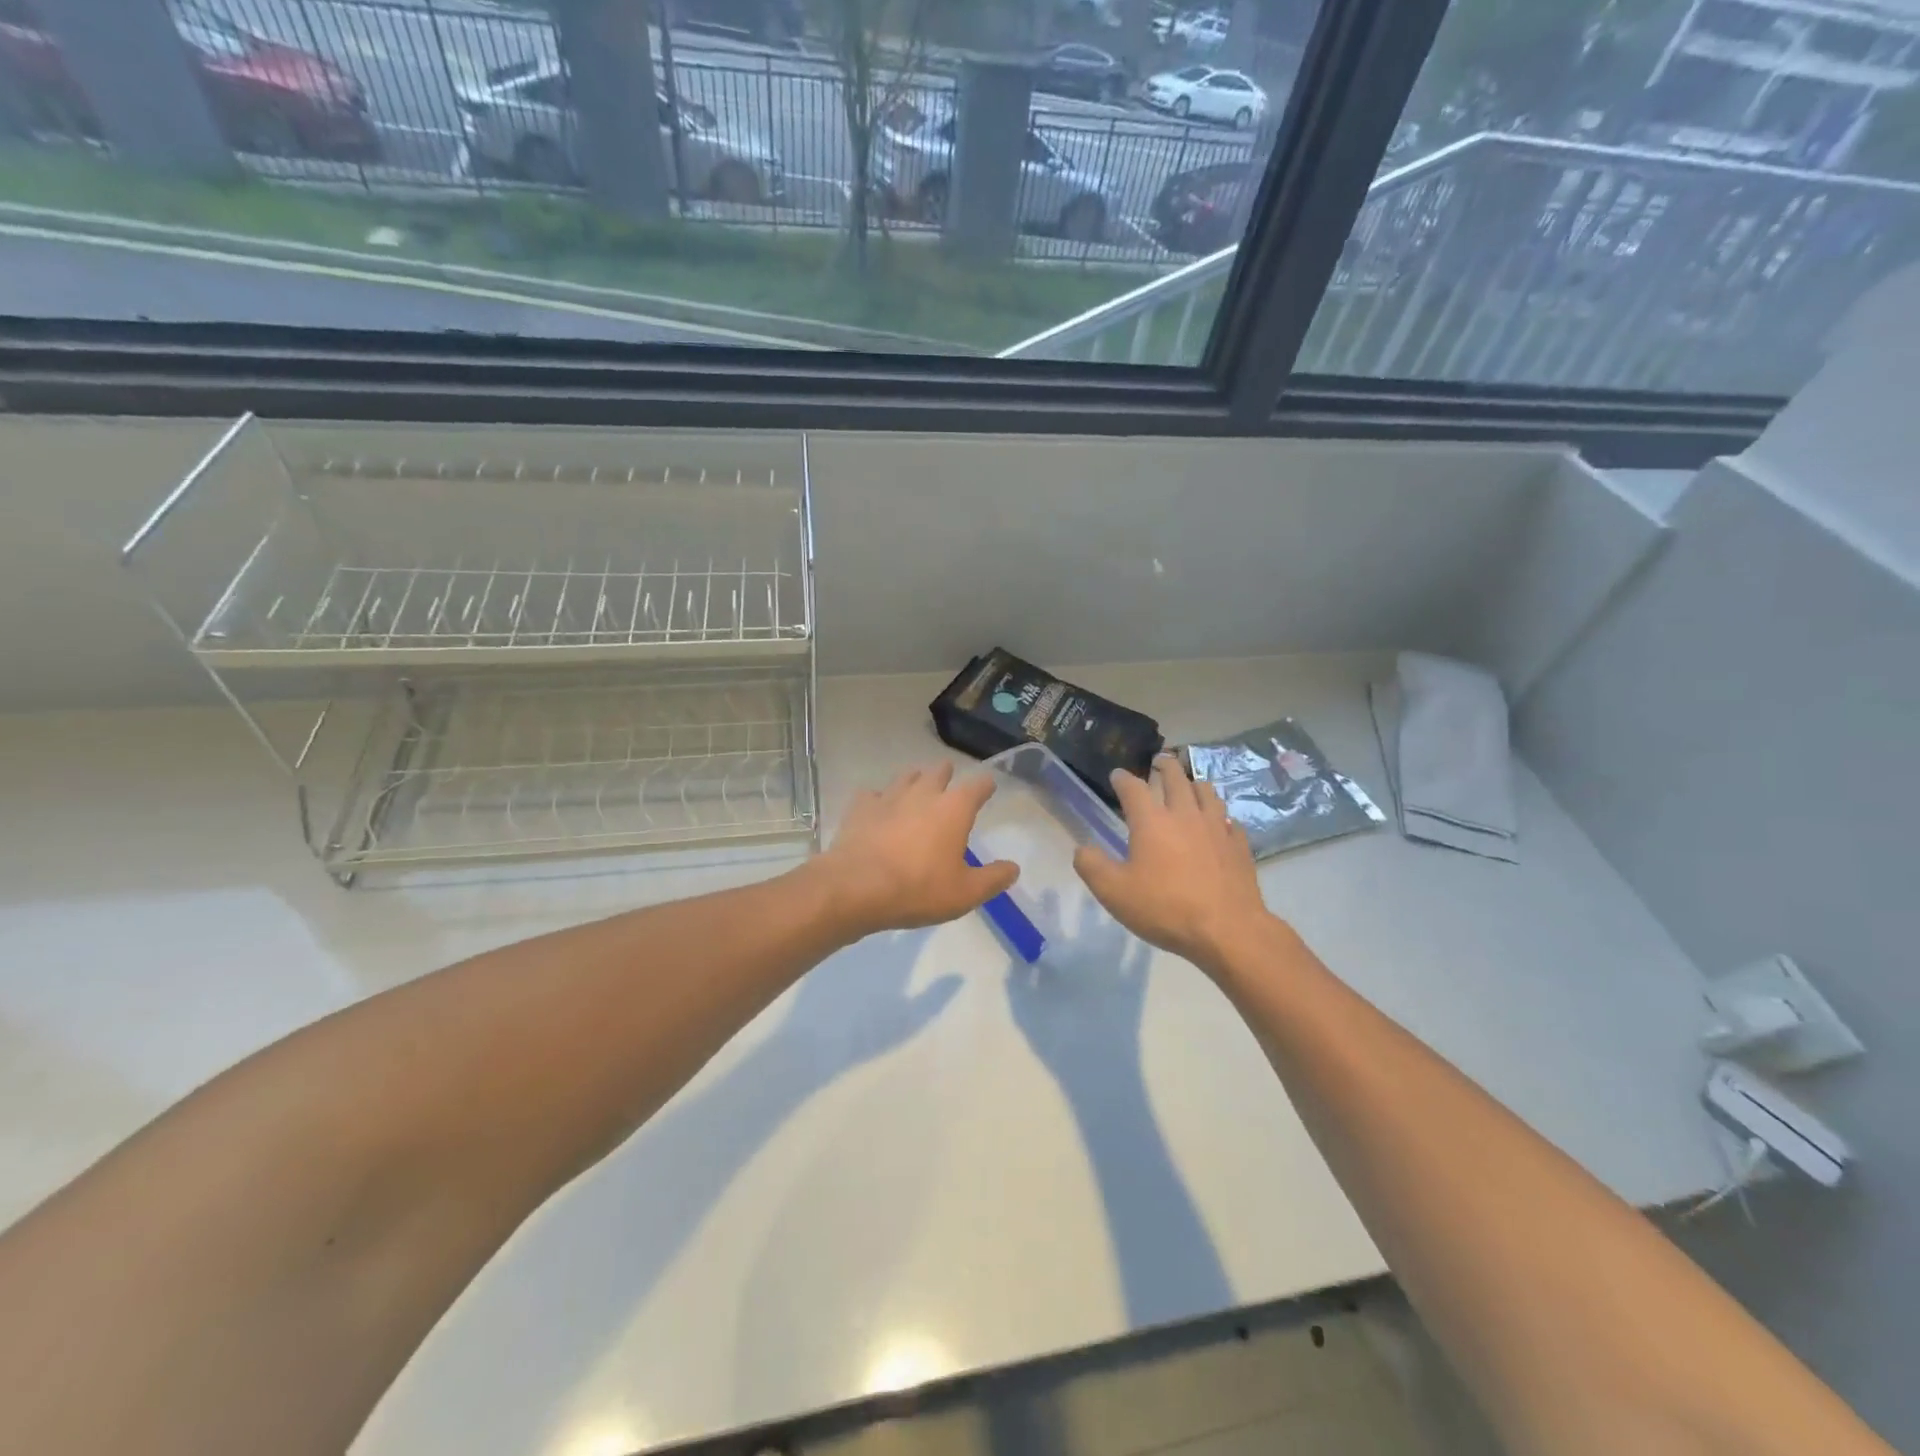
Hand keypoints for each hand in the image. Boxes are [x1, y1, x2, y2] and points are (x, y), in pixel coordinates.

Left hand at [814, 762, 1017, 938]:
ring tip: (916, 787)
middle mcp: (923, 793)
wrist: (856, 888)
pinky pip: (872, 795)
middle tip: (949, 780)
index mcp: (954, 808)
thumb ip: (993, 879)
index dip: (986, 786)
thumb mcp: (965, 893)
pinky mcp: (860, 808)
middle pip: (938, 772)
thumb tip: (1013, 868)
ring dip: (914, 780)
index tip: (989, 787)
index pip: (978, 786)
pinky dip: (878, 799)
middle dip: (946, 774)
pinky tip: (877, 809)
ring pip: (905, 777)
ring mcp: (888, 797)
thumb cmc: (918, 889)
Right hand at [1073, 752, 1271, 973]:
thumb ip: (1092, 866)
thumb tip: (1082, 849)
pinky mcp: (1238, 845)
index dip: (1123, 778)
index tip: (1117, 775)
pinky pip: (1229, 820)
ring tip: (1190, 784)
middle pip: (1175, 778)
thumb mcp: (1113, 892)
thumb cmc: (1165, 908)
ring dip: (1194, 783)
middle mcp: (1185, 814)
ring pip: (1206, 792)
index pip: (1133, 787)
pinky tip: (1219, 822)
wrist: (1227, 929)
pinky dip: (1220, 815)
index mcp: (1151, 821)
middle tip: (1159, 761)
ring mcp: (1216, 827)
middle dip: (1164, 766)